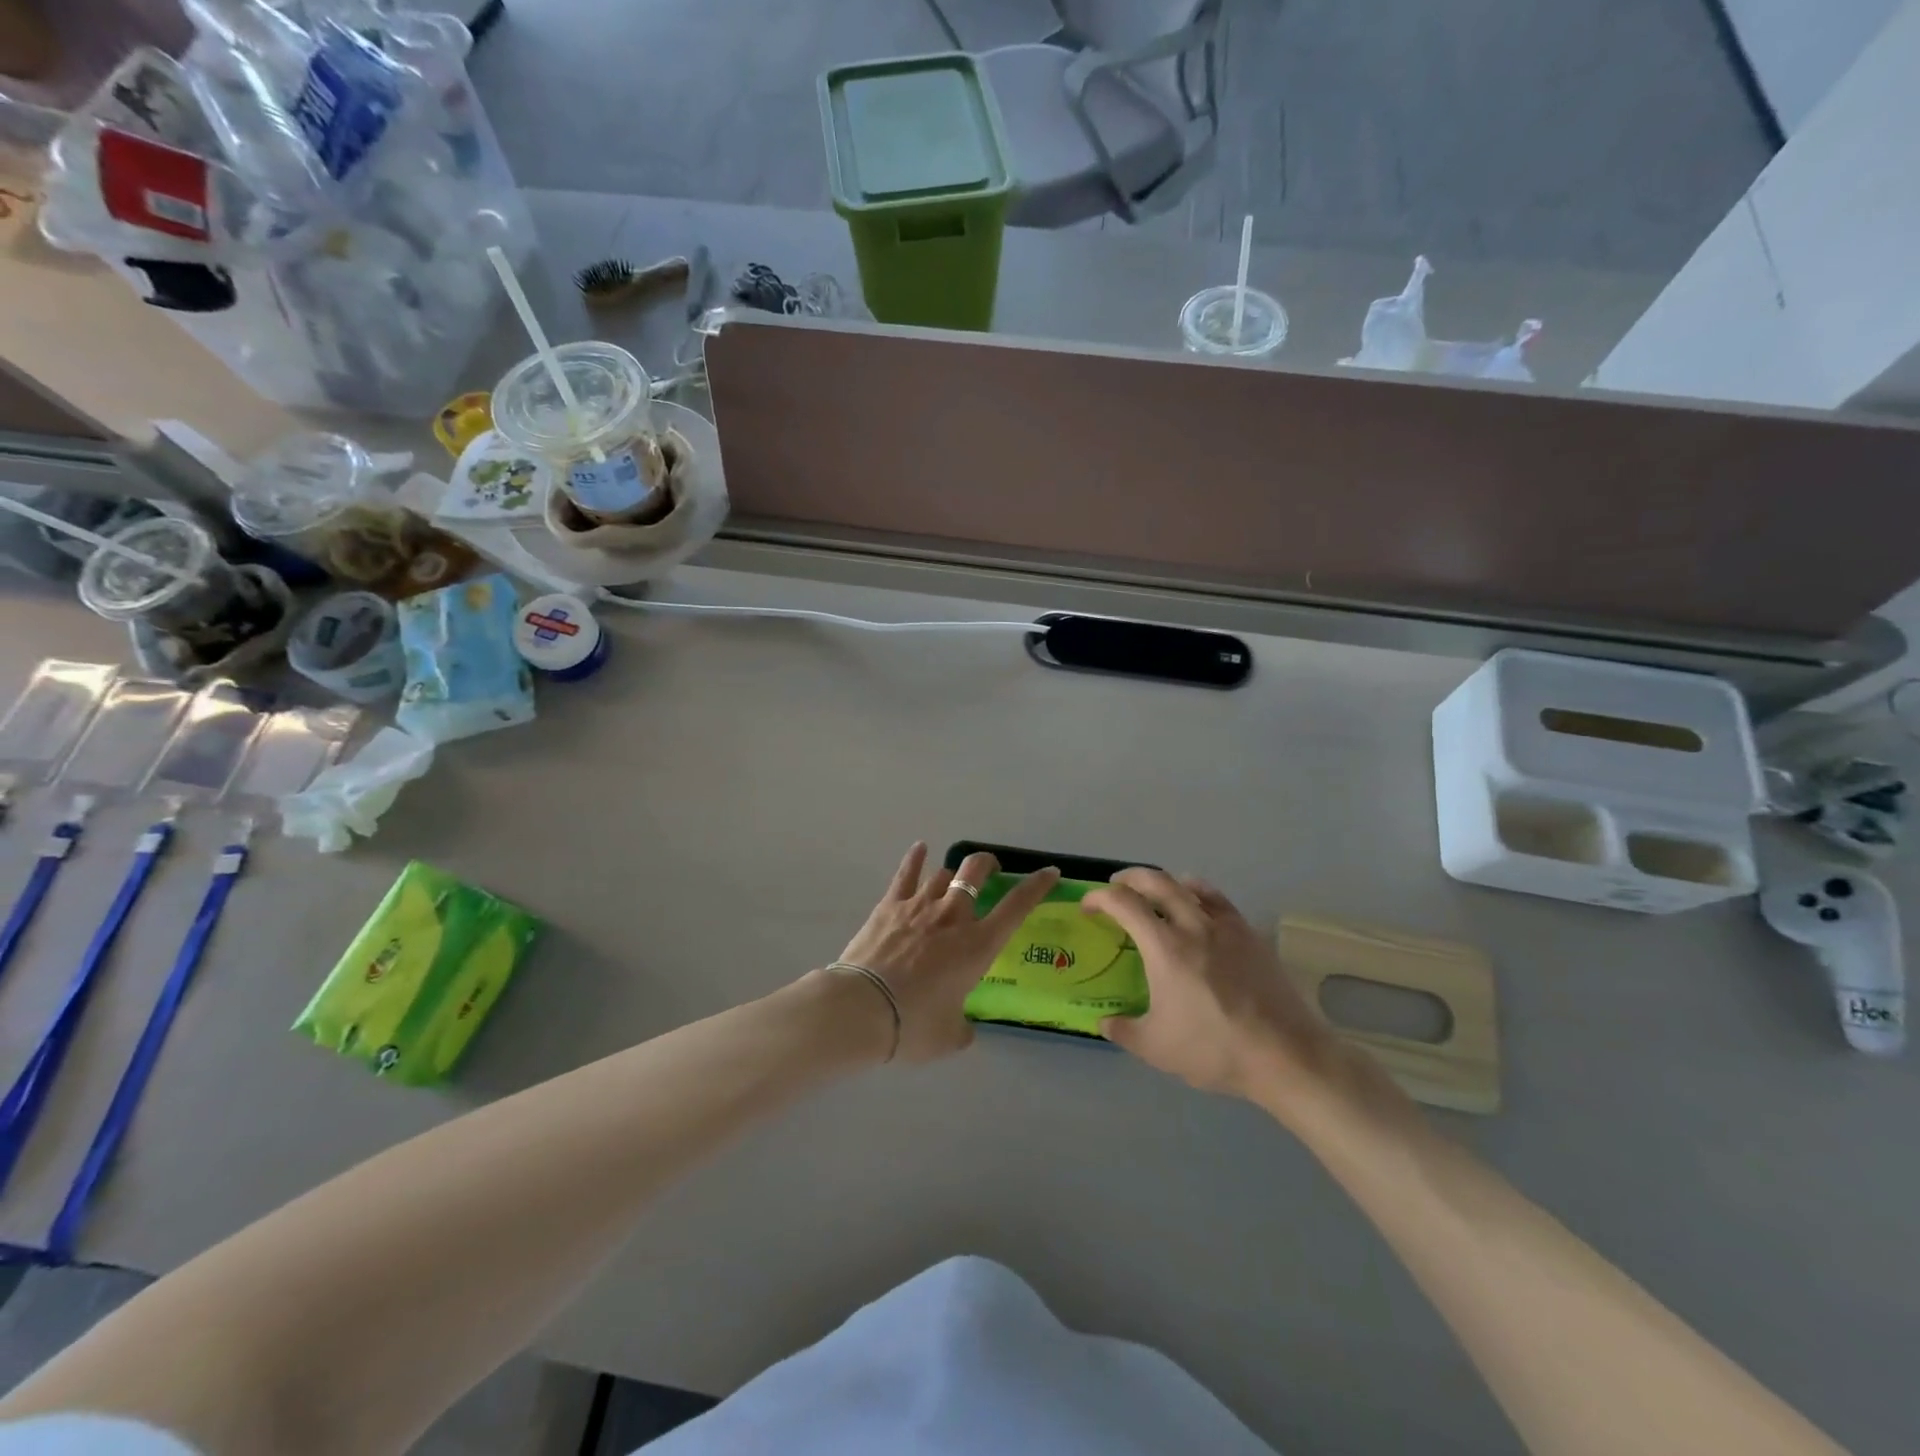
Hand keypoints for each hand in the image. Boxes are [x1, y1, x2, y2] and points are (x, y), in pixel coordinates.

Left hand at [833, 843, 1060, 1063]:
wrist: (863, 1008)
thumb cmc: (914, 1025)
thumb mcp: (950, 1036)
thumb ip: (963, 1028)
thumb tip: (963, 1029)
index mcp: (978, 946)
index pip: (1017, 906)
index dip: (1036, 886)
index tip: (1049, 873)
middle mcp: (953, 916)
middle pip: (976, 871)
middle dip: (988, 864)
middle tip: (991, 870)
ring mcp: (920, 905)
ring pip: (943, 873)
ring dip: (952, 874)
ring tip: (952, 880)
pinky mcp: (890, 905)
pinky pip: (906, 873)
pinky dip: (915, 858)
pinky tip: (920, 848)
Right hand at [1084, 869, 1343, 1104]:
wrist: (1284, 1054)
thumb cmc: (1214, 1049)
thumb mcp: (1156, 1048)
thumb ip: (1123, 1030)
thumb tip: (1103, 1022)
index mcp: (1164, 947)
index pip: (1123, 903)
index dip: (1099, 898)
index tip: (1088, 907)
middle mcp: (1192, 925)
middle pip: (1155, 881)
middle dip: (1129, 878)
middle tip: (1115, 888)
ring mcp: (1225, 926)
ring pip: (1188, 884)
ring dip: (1163, 882)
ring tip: (1154, 893)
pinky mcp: (1249, 934)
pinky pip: (1218, 899)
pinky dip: (1198, 892)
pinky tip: (1197, 904)